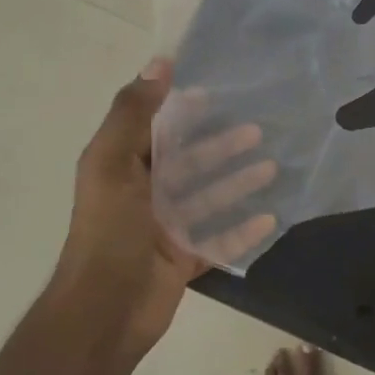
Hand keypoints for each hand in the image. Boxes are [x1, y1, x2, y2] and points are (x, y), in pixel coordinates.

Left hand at [51, 59, 275, 356]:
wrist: (103, 311)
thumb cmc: (108, 231)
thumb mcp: (112, 162)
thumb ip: (133, 113)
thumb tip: (159, 63)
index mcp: (123, 168)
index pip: (156, 129)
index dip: (182, 110)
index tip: (215, 92)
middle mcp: (144, 195)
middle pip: (190, 162)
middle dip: (221, 146)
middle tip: (257, 130)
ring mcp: (165, 229)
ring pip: (208, 198)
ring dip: (238, 182)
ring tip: (272, 167)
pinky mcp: (183, 259)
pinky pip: (219, 240)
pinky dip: (242, 230)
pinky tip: (269, 218)